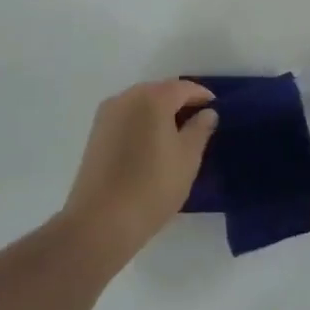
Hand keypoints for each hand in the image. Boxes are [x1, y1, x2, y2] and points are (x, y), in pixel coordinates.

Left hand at [64, 79, 216, 260]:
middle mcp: (126, 98)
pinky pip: (126, 118)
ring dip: (159, 113)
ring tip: (175, 136)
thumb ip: (200, 129)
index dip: (201, 96)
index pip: (183, 88)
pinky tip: (150, 145)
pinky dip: (142, 124)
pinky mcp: (95, 134)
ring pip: (141, 104)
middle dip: (179, 102)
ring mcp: (107, 115)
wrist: (100, 222)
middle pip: (159, 92)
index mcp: (152, 98)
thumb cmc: (152, 186)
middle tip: (197, 122)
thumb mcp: (187, 158)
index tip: (215, 108)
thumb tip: (207, 113)